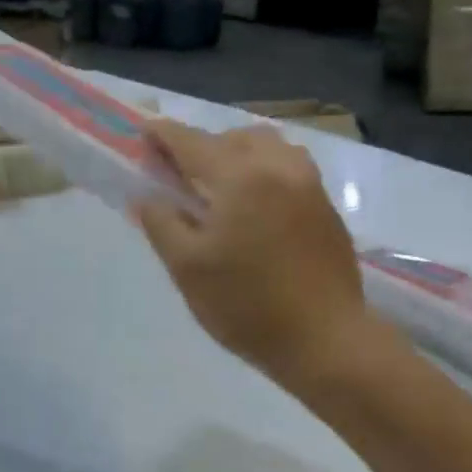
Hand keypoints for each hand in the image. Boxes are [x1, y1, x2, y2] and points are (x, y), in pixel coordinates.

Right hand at [133, 120, 386, 390]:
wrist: (325, 339)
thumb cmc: (247, 306)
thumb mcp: (188, 269)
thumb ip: (162, 224)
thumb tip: (147, 195)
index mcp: (240, 176)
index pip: (192, 143)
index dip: (163, 136)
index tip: (143, 132)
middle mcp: (279, 167)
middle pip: (234, 138)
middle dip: (204, 148)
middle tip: (181, 174)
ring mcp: (310, 185)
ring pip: (269, 148)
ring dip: (240, 155)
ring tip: (223, 187)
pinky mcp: (328, 209)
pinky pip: (290, 170)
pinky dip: (266, 173)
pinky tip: (258, 206)